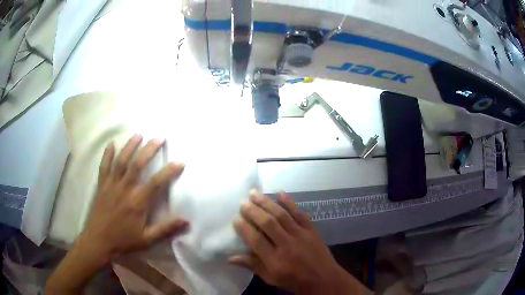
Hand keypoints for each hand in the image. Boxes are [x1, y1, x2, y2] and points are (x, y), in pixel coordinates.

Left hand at [46, 135, 187, 294]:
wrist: (99, 241)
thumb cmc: (124, 241)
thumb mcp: (147, 240)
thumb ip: (165, 229)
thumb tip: (186, 221)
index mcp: (137, 202)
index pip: (156, 182)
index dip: (169, 171)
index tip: (180, 161)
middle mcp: (125, 189)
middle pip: (137, 164)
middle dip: (149, 149)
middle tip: (159, 138)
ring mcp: (111, 185)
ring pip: (121, 161)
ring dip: (130, 146)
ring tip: (138, 135)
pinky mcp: (102, 185)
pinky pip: (104, 166)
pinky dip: (107, 154)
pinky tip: (111, 144)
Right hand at [229, 191, 368, 293]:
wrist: (323, 278)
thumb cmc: (294, 280)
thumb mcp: (271, 278)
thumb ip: (252, 266)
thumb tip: (230, 258)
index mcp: (276, 260)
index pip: (256, 241)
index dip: (244, 228)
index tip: (235, 217)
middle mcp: (287, 245)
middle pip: (268, 224)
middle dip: (253, 211)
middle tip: (243, 201)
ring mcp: (301, 235)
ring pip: (282, 215)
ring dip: (267, 202)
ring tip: (254, 193)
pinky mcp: (311, 230)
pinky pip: (299, 214)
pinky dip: (289, 203)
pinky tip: (280, 193)